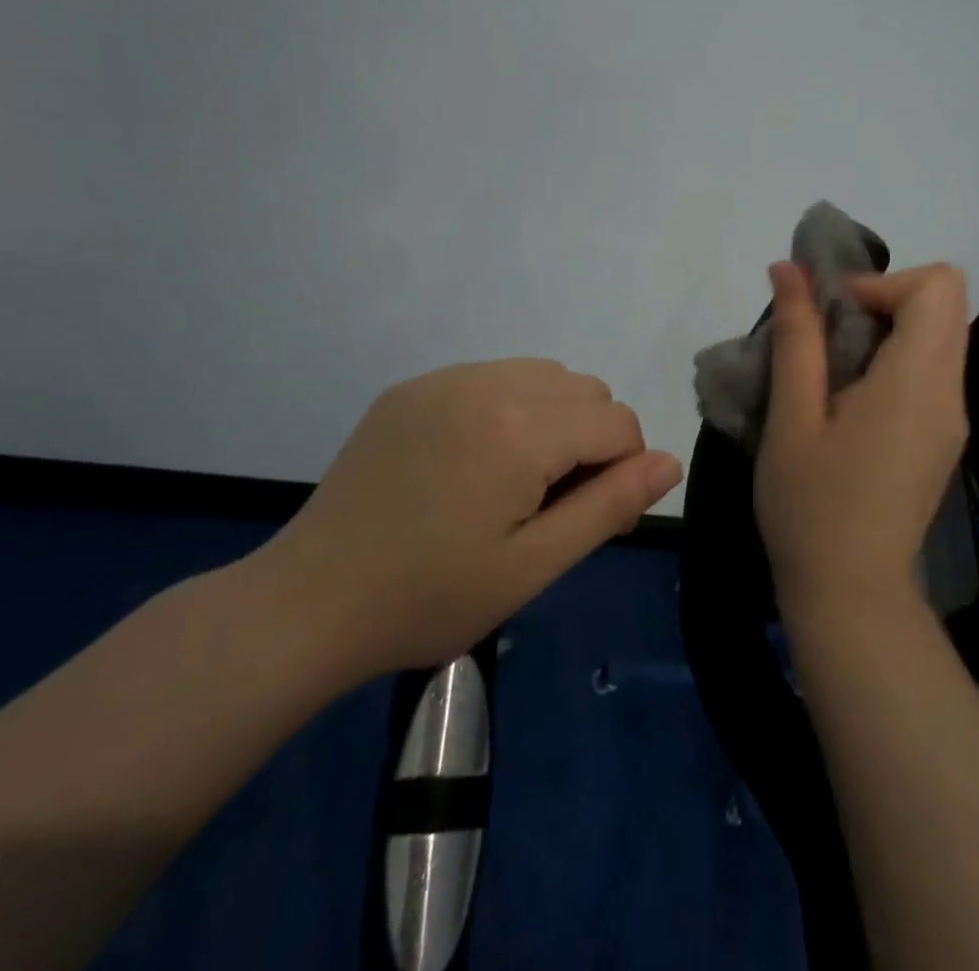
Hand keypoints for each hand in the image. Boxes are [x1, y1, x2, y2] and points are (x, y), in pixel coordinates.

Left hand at [247, 360, 682, 684]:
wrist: (309, 602)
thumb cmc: (429, 598)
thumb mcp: (532, 566)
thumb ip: (609, 506)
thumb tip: (669, 462)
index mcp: (520, 430)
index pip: (617, 423)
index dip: (620, 471)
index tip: (585, 518)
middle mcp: (487, 384)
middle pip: (586, 391)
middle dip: (589, 441)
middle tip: (548, 505)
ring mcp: (445, 379)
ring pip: (544, 376)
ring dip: (553, 419)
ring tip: (514, 481)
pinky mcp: (413, 387)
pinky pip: (493, 376)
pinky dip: (509, 407)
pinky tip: (473, 461)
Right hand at [755, 263, 969, 620]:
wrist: (851, 596)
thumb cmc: (810, 506)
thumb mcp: (791, 416)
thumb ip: (796, 337)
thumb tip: (789, 268)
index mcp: (917, 382)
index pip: (938, 285)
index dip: (882, 283)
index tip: (831, 316)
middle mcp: (950, 392)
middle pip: (945, 303)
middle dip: (883, 299)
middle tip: (827, 336)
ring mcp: (953, 417)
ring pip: (939, 335)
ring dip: (886, 330)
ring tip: (831, 371)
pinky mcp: (944, 437)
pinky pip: (932, 370)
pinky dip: (894, 361)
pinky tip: (850, 404)